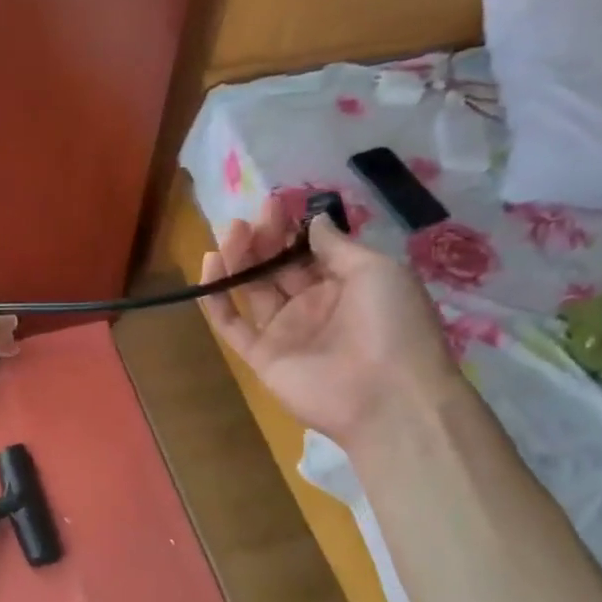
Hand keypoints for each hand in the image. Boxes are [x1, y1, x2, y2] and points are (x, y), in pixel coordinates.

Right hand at [200, 195, 461, 448]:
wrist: (388, 396)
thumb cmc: (392, 325)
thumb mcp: (377, 271)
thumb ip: (337, 247)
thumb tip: (314, 221)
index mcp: (345, 285)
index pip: (308, 251)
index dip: (290, 228)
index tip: (274, 205)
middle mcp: (312, 305)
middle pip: (277, 267)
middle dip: (262, 239)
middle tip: (249, 217)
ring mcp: (284, 332)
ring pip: (252, 289)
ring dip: (239, 259)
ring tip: (229, 232)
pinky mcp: (261, 356)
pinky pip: (232, 325)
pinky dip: (216, 299)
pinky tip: (209, 266)